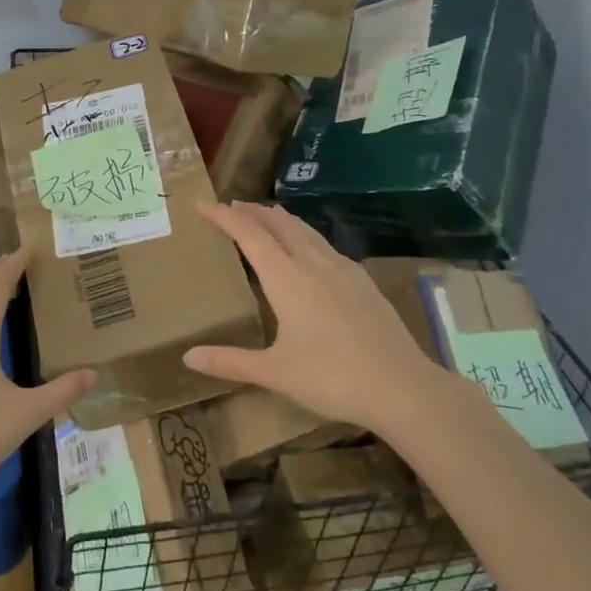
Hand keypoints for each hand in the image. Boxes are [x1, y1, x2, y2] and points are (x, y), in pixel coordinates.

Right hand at [183, 202, 449, 437]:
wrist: (402, 387)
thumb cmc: (332, 378)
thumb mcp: (275, 373)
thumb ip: (231, 361)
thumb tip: (188, 357)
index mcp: (287, 278)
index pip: (249, 234)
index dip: (223, 217)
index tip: (201, 204)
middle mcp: (313, 263)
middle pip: (278, 223)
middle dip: (251, 211)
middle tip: (230, 207)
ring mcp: (342, 269)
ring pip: (305, 230)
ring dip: (279, 219)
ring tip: (264, 216)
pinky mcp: (362, 280)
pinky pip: (324, 244)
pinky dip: (303, 235)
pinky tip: (308, 250)